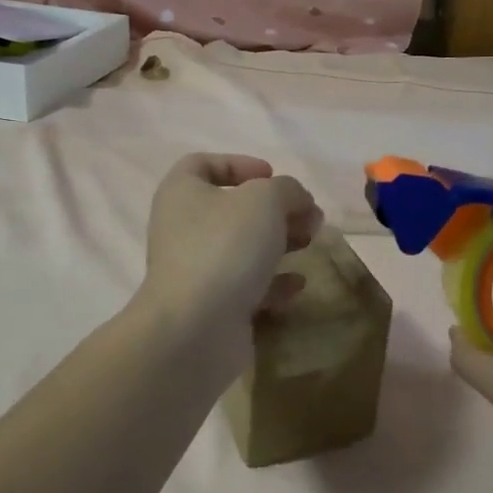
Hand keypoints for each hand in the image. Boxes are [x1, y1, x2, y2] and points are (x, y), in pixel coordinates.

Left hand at [140, 154, 323, 332]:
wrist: (196, 328)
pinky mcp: (211, 306)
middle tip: (308, 216)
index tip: (272, 175)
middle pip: (232, 209)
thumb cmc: (225, 246)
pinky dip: (273, 283)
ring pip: (242, 248)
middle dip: (275, 209)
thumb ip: (287, 189)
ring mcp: (195, 270)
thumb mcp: (265, 200)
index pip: (202, 164)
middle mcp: (182, 229)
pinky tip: (297, 285)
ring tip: (310, 244)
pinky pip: (245, 286)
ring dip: (279, 243)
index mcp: (182, 193)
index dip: (238, 164)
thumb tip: (296, 199)